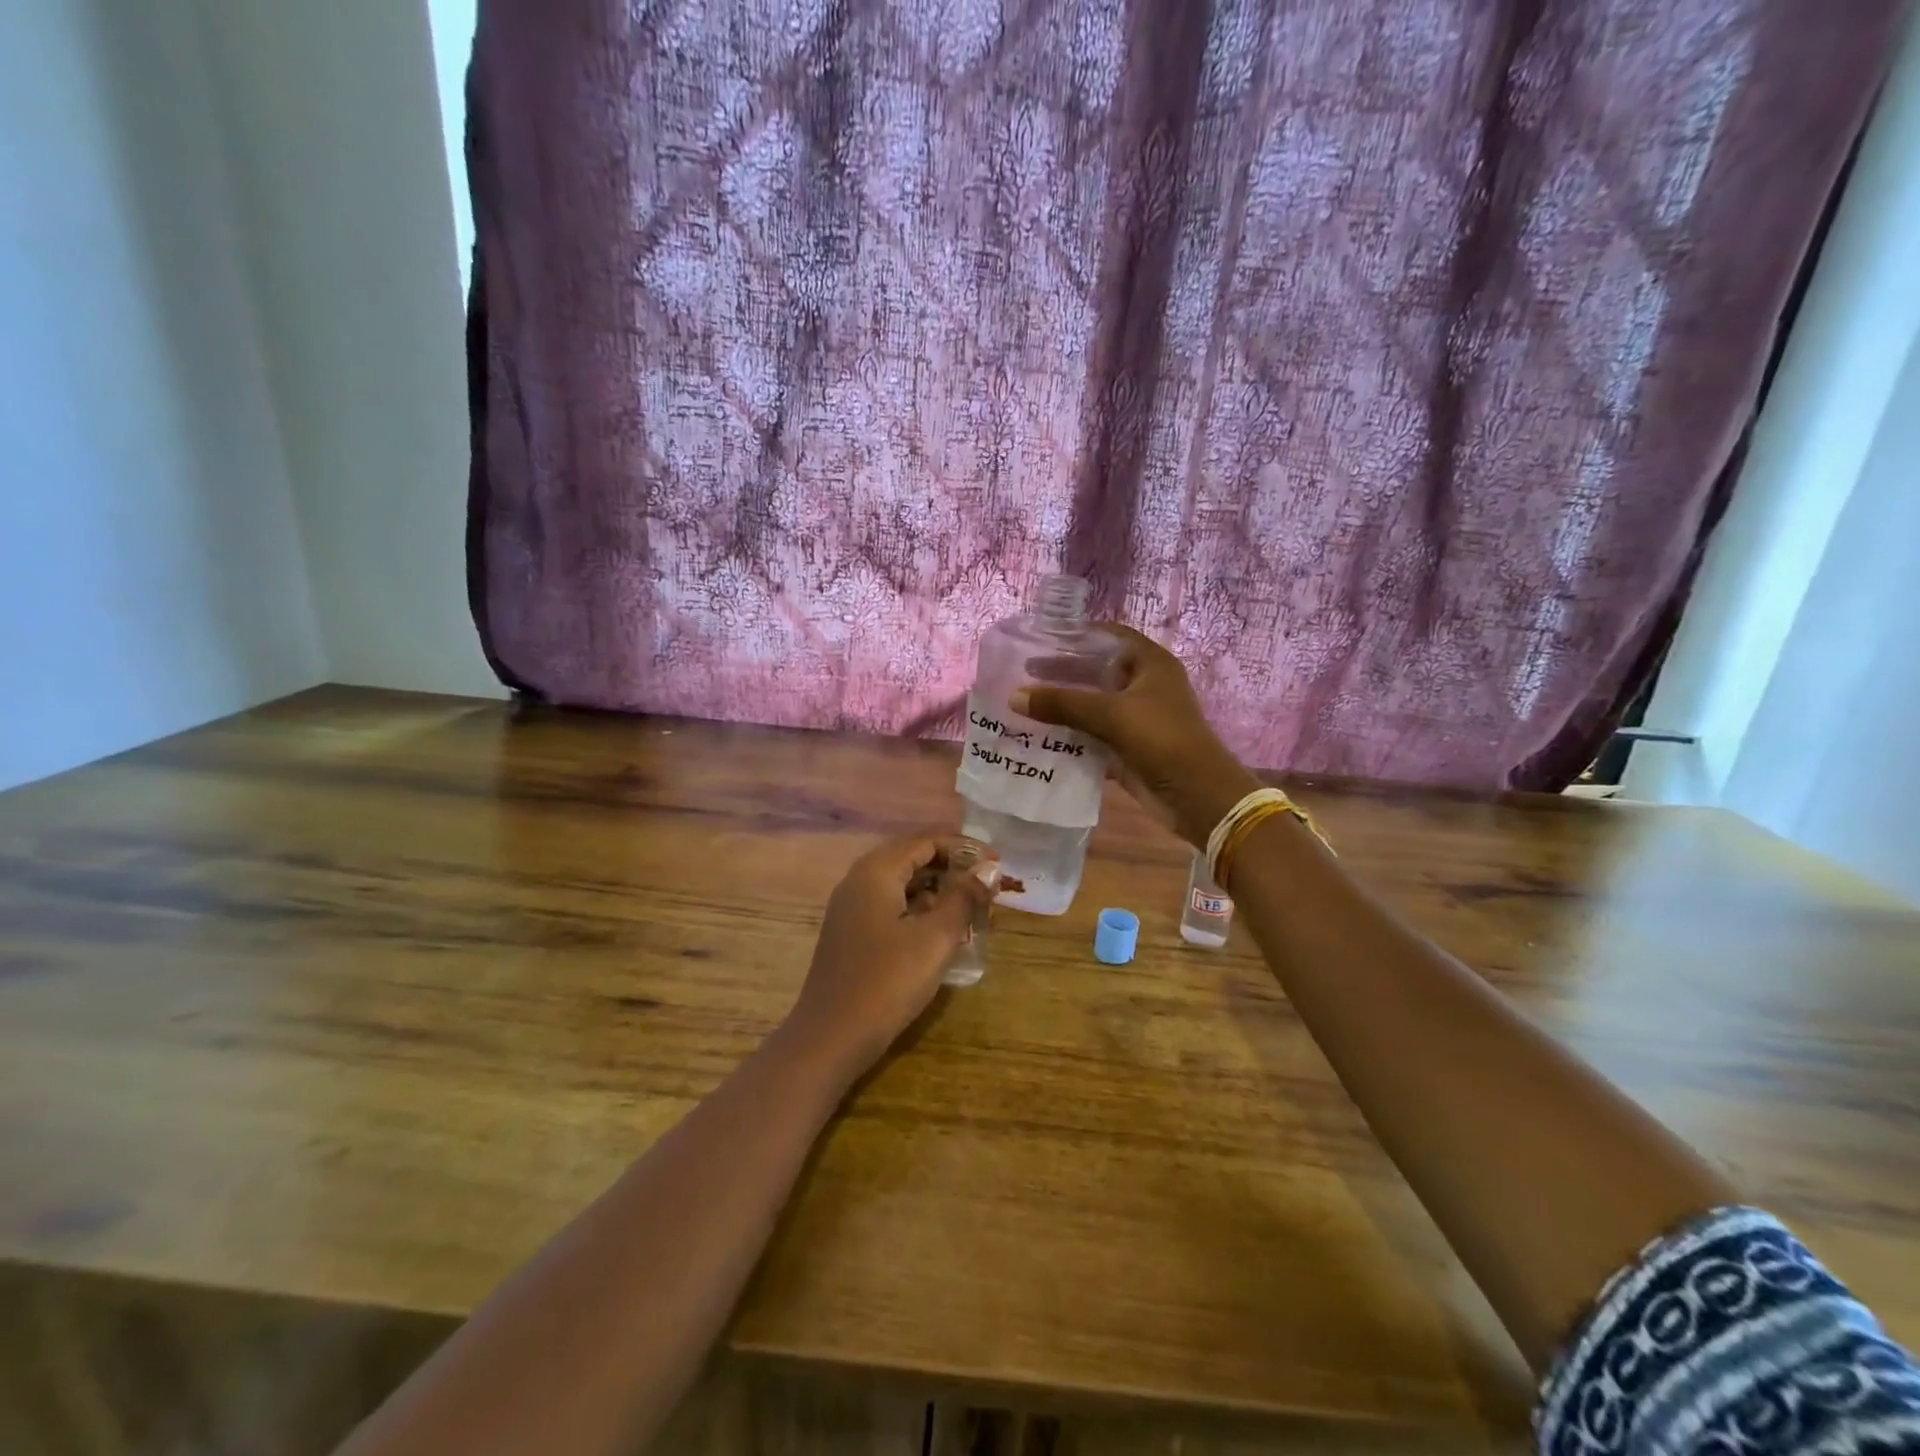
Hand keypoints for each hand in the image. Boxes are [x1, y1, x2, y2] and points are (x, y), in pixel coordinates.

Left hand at [783, 834, 994, 1075]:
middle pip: (912, 857)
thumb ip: (964, 897)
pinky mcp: (853, 932)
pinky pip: (892, 904)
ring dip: (938, 888)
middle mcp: (860, 880)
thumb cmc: (887, 981)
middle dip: (953, 866)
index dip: (965, 848)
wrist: (831, 1038)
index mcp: (876, 871)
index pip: (926, 840)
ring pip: (902, 883)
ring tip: (973, 905)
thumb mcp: (936, 938)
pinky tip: (943, 928)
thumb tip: (989, 868)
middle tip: (988, 884)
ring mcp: (852, 907)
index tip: (998, 864)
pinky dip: (920, 908)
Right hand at [1010, 625, 1259, 848]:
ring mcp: (1137, 718)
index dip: (1078, 634)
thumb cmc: (1161, 739)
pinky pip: (1093, 735)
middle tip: (1024, 673)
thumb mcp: (1110, 714)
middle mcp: (1144, 686)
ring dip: (1063, 706)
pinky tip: (1040, 736)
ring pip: (1093, 705)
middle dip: (1063, 673)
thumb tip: (1014, 696)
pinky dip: (1071, 735)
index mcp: (1150, 664)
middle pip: (1097, 671)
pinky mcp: (1129, 747)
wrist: (1197, 795)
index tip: (1042, 638)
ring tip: (1024, 703)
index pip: (1109, 636)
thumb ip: (1062, 703)